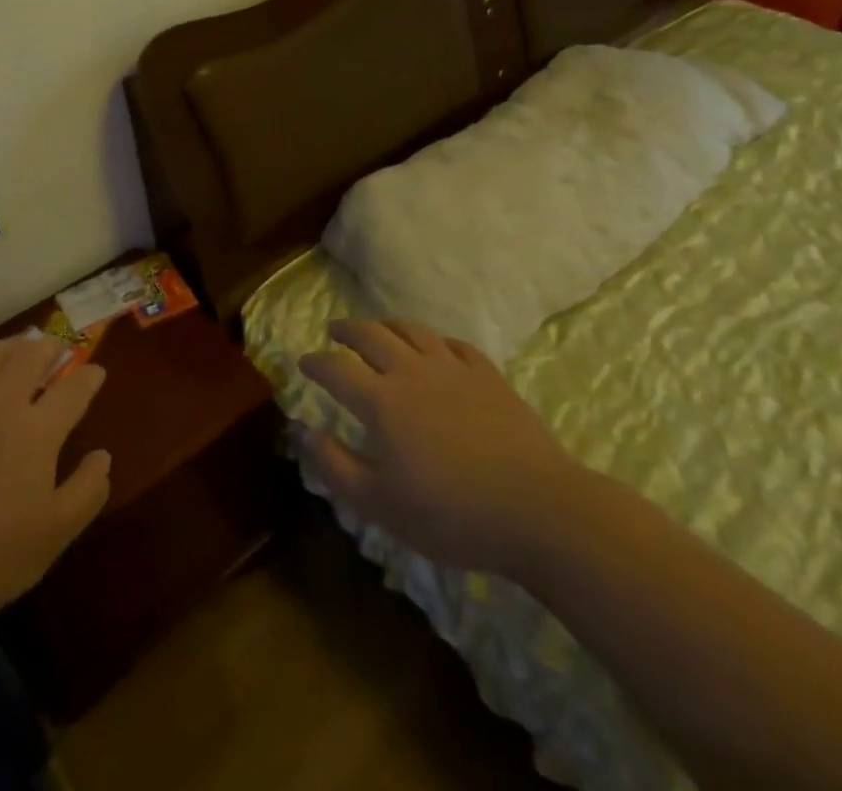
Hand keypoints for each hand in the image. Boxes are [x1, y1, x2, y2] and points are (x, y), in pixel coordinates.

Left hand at [0, 334, 112, 644]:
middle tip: (57, 349)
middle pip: (31, 355)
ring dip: (9, 346)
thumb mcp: (54, 535)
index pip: (74, 389)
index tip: (97, 372)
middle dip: (51, 347)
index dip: (90, 376)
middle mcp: (1, 403)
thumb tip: (103, 456)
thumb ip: (87, 491)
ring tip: (17, 348)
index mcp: (38, 431)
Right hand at [298, 318, 580, 582]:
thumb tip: (309, 433)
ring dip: (388, 325)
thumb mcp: (380, 505)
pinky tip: (436, 348)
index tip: (303, 362)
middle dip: (347, 330)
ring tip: (378, 329)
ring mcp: (453, 369)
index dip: (316, 363)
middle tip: (335, 330)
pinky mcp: (488, 376)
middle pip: (372, 336)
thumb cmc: (451, 514)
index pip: (336, 370)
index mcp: (381, 401)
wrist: (538, 509)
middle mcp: (412, 372)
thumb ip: (337, 466)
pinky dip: (435, 341)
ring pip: (412, 331)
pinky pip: (454, 345)